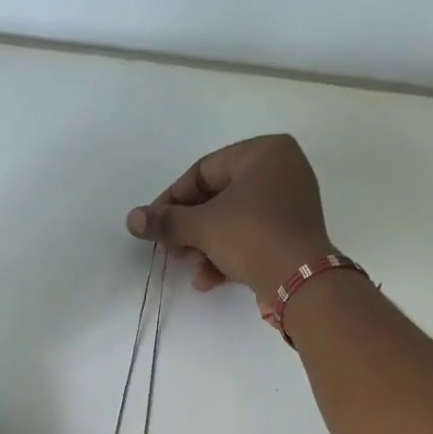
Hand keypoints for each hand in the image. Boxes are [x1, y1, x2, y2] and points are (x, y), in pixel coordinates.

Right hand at [125, 134, 336, 305]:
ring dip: (204, 247)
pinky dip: (227, 256)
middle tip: (170, 250)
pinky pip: (250, 238)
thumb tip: (132, 219)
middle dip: (190, 229)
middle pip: (218, 198)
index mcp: (264, 152)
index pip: (204, 170)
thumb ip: (166, 222)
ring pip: (232, 222)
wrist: (300, 281)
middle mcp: (281, 171)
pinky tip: (207, 280)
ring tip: (189, 267)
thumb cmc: (252, 236)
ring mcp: (289, 205)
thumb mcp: (203, 227)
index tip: (154, 224)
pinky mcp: (290, 236)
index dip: (173, 199)